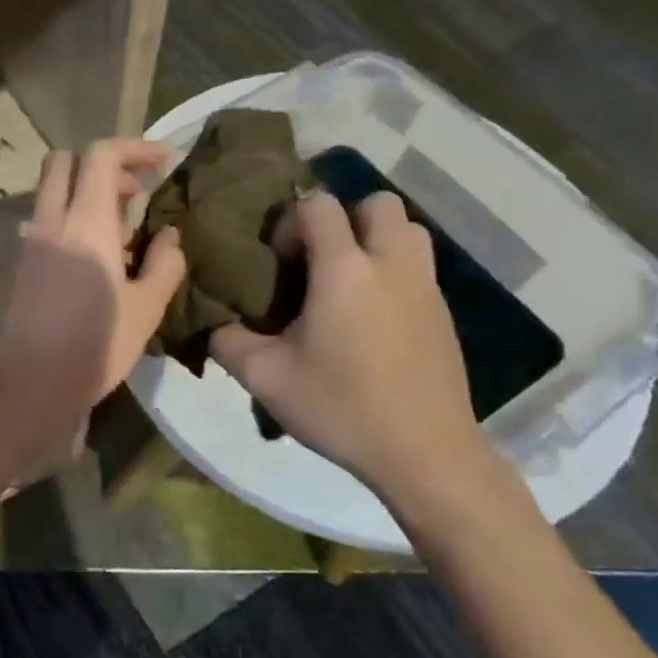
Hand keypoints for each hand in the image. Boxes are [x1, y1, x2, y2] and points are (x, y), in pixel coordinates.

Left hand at [0, 140, 186, 419]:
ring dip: (85, 193)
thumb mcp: (146, 308)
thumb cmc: (96, 346)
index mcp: (86, 221)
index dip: (135, 147)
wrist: (29, 384)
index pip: (101, 154)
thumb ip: (164, 264)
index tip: (163, 162)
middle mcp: (52, 220)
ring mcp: (30, 241)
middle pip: (65, 161)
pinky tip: (96, 259)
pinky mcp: (21, 263)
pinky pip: (47, 221)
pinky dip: (72, 219)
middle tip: (135, 193)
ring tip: (122, 232)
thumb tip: (169, 236)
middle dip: (103, 164)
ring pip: (52, 191)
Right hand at [211, 191, 501, 517]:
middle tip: (319, 261)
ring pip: (407, 229)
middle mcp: (390, 264)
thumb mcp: (265, 378)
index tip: (280, 263)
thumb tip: (213, 322)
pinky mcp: (444, 312)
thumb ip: (227, 341)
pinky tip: (372, 318)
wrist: (425, 455)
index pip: (319, 205)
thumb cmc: (341, 409)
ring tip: (349, 281)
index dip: (292, 222)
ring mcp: (425, 286)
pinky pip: (418, 265)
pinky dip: (393, 271)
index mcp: (344, 270)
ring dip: (375, 239)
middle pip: (375, 203)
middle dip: (343, 219)